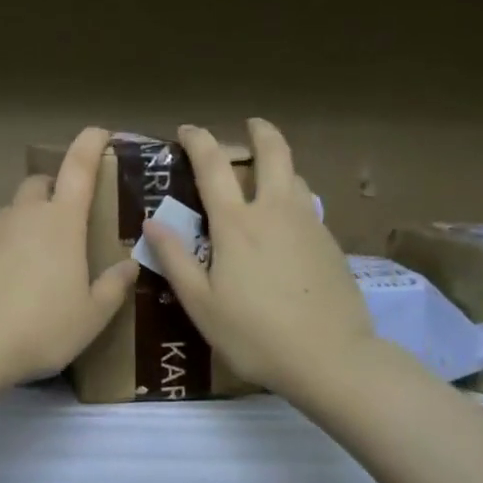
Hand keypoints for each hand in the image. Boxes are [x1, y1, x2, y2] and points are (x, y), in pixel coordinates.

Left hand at [0, 127, 137, 385]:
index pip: (79, 167)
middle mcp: (24, 214)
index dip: (90, 144)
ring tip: (35, 264)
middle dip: (54, 190)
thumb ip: (113, 287)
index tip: (99, 132)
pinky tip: (5, 282)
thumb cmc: (42, 326)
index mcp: (61, 222)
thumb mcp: (91, 316)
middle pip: (40, 184)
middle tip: (67, 222)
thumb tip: (130, 266)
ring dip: (27, 224)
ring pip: (13, 213)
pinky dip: (3, 248)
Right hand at [142, 119, 380, 396]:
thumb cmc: (254, 334)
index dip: (198, 141)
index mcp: (236, 224)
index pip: (214, 166)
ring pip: (296, 177)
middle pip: (273, 153)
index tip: (187, 131)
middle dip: (260, 132)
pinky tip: (287, 225)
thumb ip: (175, 259)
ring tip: (268, 178)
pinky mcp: (331, 244)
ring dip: (280, 166)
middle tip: (251, 125)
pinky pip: (308, 206)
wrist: (330, 357)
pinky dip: (294, 198)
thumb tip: (151, 221)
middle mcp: (274, 211)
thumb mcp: (200, 304)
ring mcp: (308, 225)